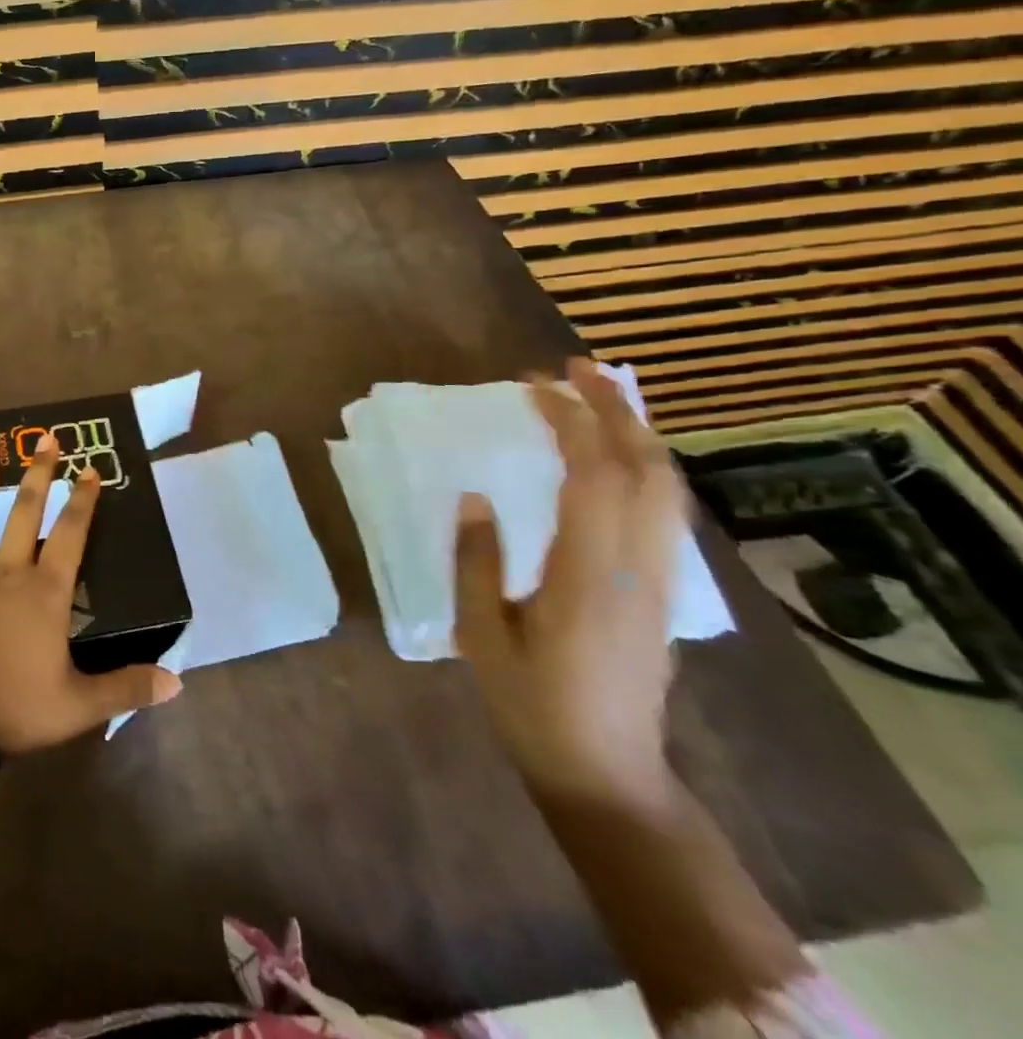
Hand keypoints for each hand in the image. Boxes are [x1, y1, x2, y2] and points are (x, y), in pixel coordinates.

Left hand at [0, 435, 181, 756]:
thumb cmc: (13, 708)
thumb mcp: (78, 706)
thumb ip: (126, 688)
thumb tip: (177, 682)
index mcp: (45, 592)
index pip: (71, 534)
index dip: (83, 500)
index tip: (90, 470)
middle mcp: (8, 569)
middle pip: (26, 511)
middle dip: (39, 472)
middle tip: (48, 438)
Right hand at [452, 358, 687, 805]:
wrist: (607, 773)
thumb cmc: (531, 704)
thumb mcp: (480, 635)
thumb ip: (475, 561)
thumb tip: (475, 497)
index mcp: (588, 576)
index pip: (593, 477)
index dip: (570, 421)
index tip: (534, 385)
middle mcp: (638, 568)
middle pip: (646, 470)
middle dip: (616, 409)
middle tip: (574, 368)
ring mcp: (661, 580)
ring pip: (666, 488)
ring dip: (636, 432)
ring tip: (597, 396)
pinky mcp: (664, 591)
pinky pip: (664, 511)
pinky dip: (644, 466)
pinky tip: (617, 456)